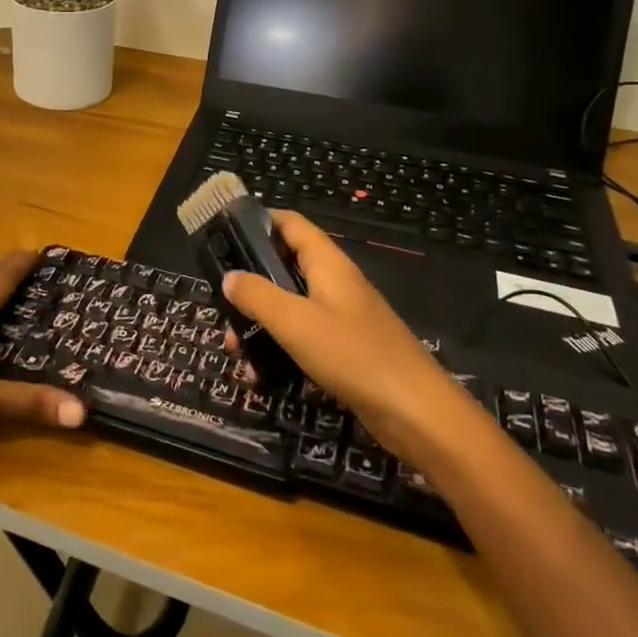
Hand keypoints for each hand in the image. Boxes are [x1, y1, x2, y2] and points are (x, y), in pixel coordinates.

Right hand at [223, 212, 458, 446]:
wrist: (417, 415)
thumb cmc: (354, 355)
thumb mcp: (296, 322)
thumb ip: (258, 296)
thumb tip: (228, 277)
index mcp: (328, 264)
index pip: (291, 224)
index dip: (258, 221)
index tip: (224, 232)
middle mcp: (334, 284)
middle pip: (284, 267)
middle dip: (250, 283)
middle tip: (220, 302)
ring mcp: (341, 318)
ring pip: (289, 307)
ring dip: (259, 323)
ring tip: (233, 349)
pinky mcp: (345, 350)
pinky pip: (302, 339)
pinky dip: (279, 350)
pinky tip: (258, 376)